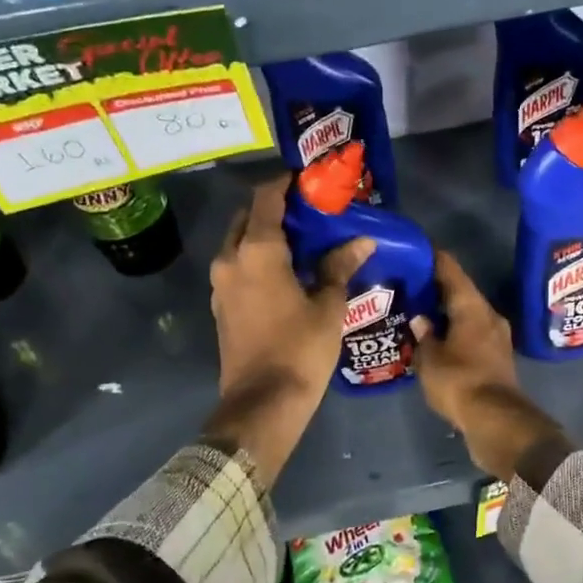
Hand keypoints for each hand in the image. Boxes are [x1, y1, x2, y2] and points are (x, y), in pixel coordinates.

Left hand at [203, 179, 372, 484]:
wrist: (262, 404)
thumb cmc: (300, 350)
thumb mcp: (328, 306)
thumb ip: (339, 267)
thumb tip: (361, 241)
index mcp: (256, 251)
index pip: (266, 198)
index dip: (286, 183)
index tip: (308, 178)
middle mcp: (230, 259)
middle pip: (247, 217)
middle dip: (274, 207)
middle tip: (308, 211)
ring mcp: (220, 284)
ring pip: (239, 243)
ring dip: (264, 234)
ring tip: (301, 240)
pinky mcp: (221, 306)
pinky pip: (238, 267)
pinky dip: (257, 259)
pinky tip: (286, 271)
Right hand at [412, 250, 567, 480]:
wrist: (496, 420)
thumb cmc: (459, 381)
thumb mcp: (430, 359)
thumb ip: (424, 336)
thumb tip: (421, 320)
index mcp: (472, 307)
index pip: (451, 271)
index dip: (434, 258)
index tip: (418, 249)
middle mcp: (488, 315)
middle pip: (461, 293)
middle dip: (437, 289)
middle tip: (411, 284)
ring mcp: (496, 337)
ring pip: (467, 315)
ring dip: (447, 313)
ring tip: (420, 312)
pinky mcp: (497, 358)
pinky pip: (472, 335)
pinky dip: (455, 332)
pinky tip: (437, 339)